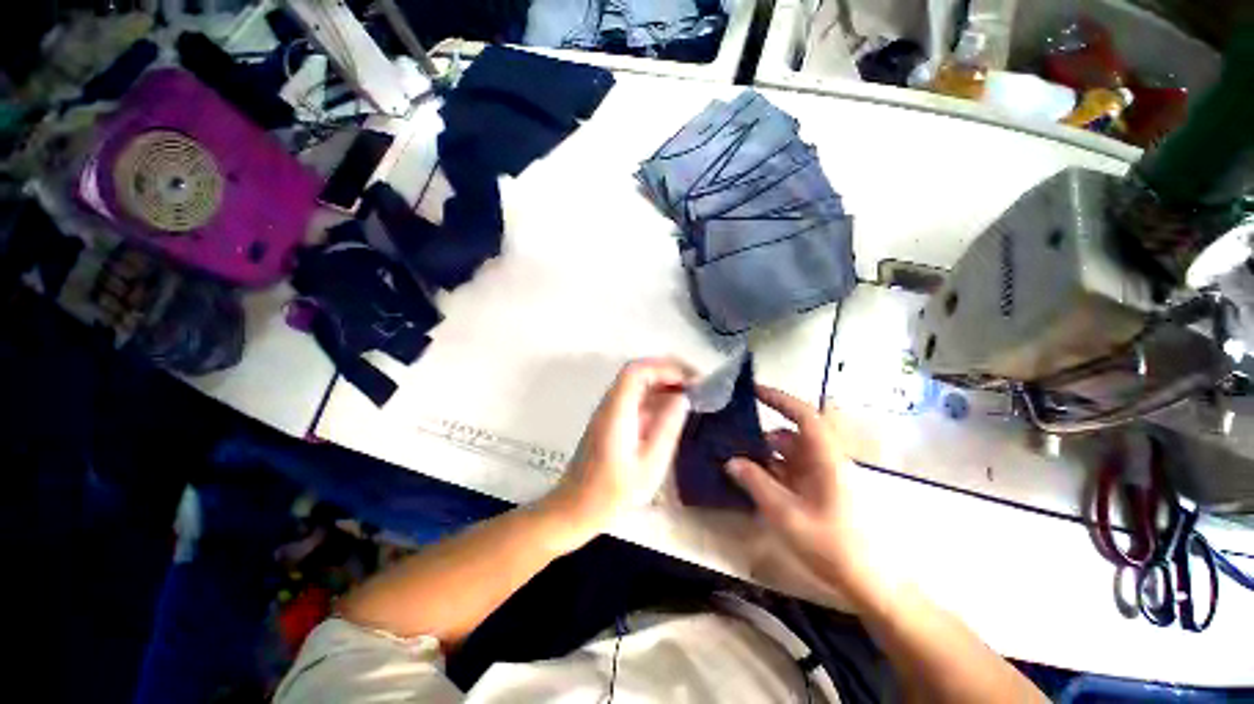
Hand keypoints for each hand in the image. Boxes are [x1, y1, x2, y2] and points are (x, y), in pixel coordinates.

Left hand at [542, 358, 692, 547]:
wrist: (574, 509)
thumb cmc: (612, 494)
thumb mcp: (649, 465)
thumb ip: (667, 428)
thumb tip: (683, 398)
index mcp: (617, 411)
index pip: (637, 371)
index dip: (665, 368)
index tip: (692, 380)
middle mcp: (610, 405)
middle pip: (637, 372)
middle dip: (669, 372)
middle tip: (697, 385)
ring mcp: (609, 412)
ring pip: (637, 385)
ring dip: (664, 384)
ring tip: (692, 395)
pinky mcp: (611, 422)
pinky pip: (636, 400)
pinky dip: (657, 398)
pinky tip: (674, 411)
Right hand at [725, 386, 880, 598]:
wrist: (869, 582)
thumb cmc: (832, 544)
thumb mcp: (786, 514)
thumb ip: (756, 484)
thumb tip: (731, 460)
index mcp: (825, 458)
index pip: (803, 415)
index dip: (779, 399)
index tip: (753, 390)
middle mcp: (824, 460)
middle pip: (791, 434)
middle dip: (761, 432)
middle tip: (732, 433)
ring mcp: (822, 475)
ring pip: (789, 453)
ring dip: (764, 453)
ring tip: (736, 459)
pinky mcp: (819, 489)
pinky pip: (791, 470)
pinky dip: (772, 470)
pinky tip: (753, 481)